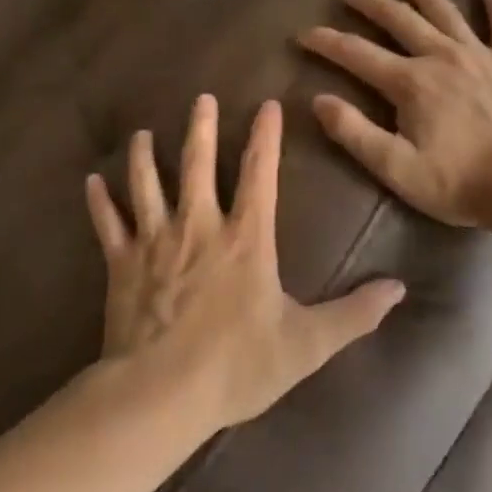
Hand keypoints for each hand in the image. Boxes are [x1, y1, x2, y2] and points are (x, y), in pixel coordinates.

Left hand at [85, 95, 406, 432]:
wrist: (161, 393)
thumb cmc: (236, 366)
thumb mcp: (307, 344)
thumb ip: (354, 314)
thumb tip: (399, 288)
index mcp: (246, 238)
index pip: (261, 174)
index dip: (265, 137)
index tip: (267, 105)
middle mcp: (199, 226)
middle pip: (198, 164)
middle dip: (201, 128)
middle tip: (201, 97)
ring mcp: (155, 241)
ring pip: (148, 184)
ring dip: (145, 156)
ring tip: (143, 133)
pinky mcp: (121, 263)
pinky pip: (108, 224)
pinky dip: (100, 201)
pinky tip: (92, 181)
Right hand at [297, 0, 491, 225]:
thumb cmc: (457, 182)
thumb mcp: (396, 168)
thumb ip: (354, 132)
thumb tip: (318, 100)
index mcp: (410, 82)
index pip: (357, 53)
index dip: (327, 42)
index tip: (304, 34)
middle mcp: (441, 56)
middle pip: (399, 19)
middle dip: (370, 4)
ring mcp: (479, 55)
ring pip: (444, 10)